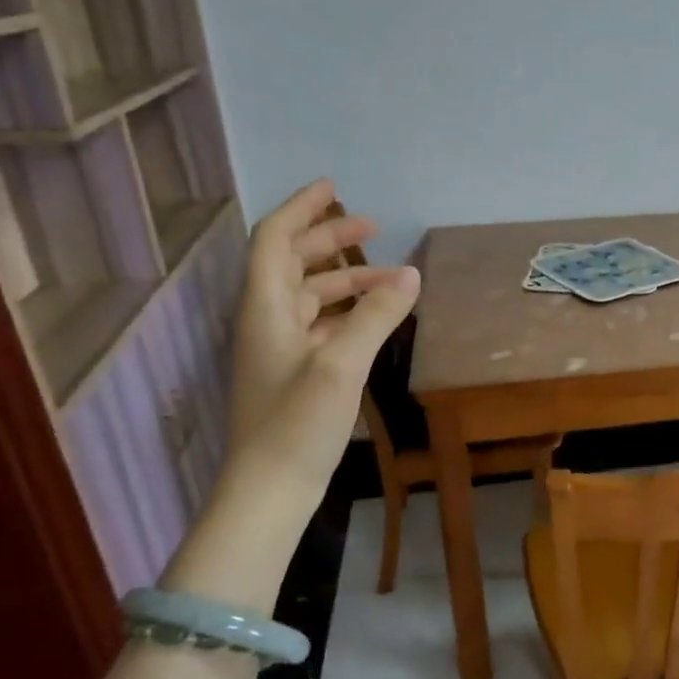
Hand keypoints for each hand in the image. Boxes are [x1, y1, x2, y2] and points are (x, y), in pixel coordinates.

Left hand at [224, 180, 419, 506]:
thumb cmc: (297, 423)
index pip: (275, 239)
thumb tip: (412, 274)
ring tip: (392, 277)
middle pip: (293, 263)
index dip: (301, 209)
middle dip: (331, 240)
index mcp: (266, 308)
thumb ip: (377, 315)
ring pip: (311, 295)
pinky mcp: (294, 373)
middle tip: (373, 227)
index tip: (334, 188)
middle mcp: (268, 320)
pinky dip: (349, 311)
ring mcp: (280, 348)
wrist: (269, 489)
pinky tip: (378, 318)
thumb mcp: (342, 364)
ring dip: (347, 279)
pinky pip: (321, 324)